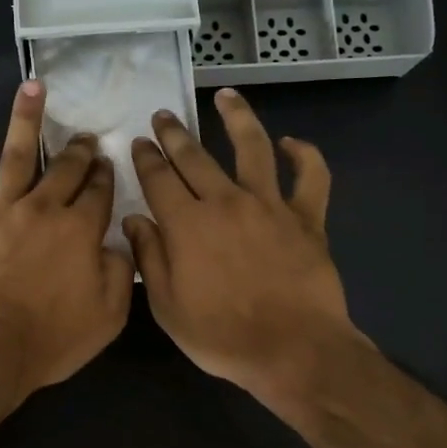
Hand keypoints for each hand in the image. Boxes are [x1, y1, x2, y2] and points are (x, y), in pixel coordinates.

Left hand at [0, 80, 134, 408]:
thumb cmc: (50, 339)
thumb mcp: (108, 318)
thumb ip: (120, 274)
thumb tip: (120, 244)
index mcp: (81, 231)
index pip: (99, 193)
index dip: (106, 176)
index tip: (108, 162)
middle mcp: (43, 210)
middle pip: (65, 169)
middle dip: (79, 150)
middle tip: (85, 136)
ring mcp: (1, 212)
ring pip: (17, 156)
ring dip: (26, 119)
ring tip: (33, 87)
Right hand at [124, 88, 366, 410]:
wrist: (292, 350)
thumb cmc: (222, 336)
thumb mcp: (168, 306)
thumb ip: (150, 258)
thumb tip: (135, 220)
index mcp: (186, 224)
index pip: (158, 179)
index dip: (145, 158)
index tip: (139, 143)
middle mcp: (225, 202)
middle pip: (195, 157)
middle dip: (175, 133)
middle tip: (164, 116)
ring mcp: (270, 205)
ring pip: (253, 148)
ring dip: (237, 117)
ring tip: (226, 96)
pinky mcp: (307, 218)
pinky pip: (311, 177)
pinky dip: (305, 156)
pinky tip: (293, 143)